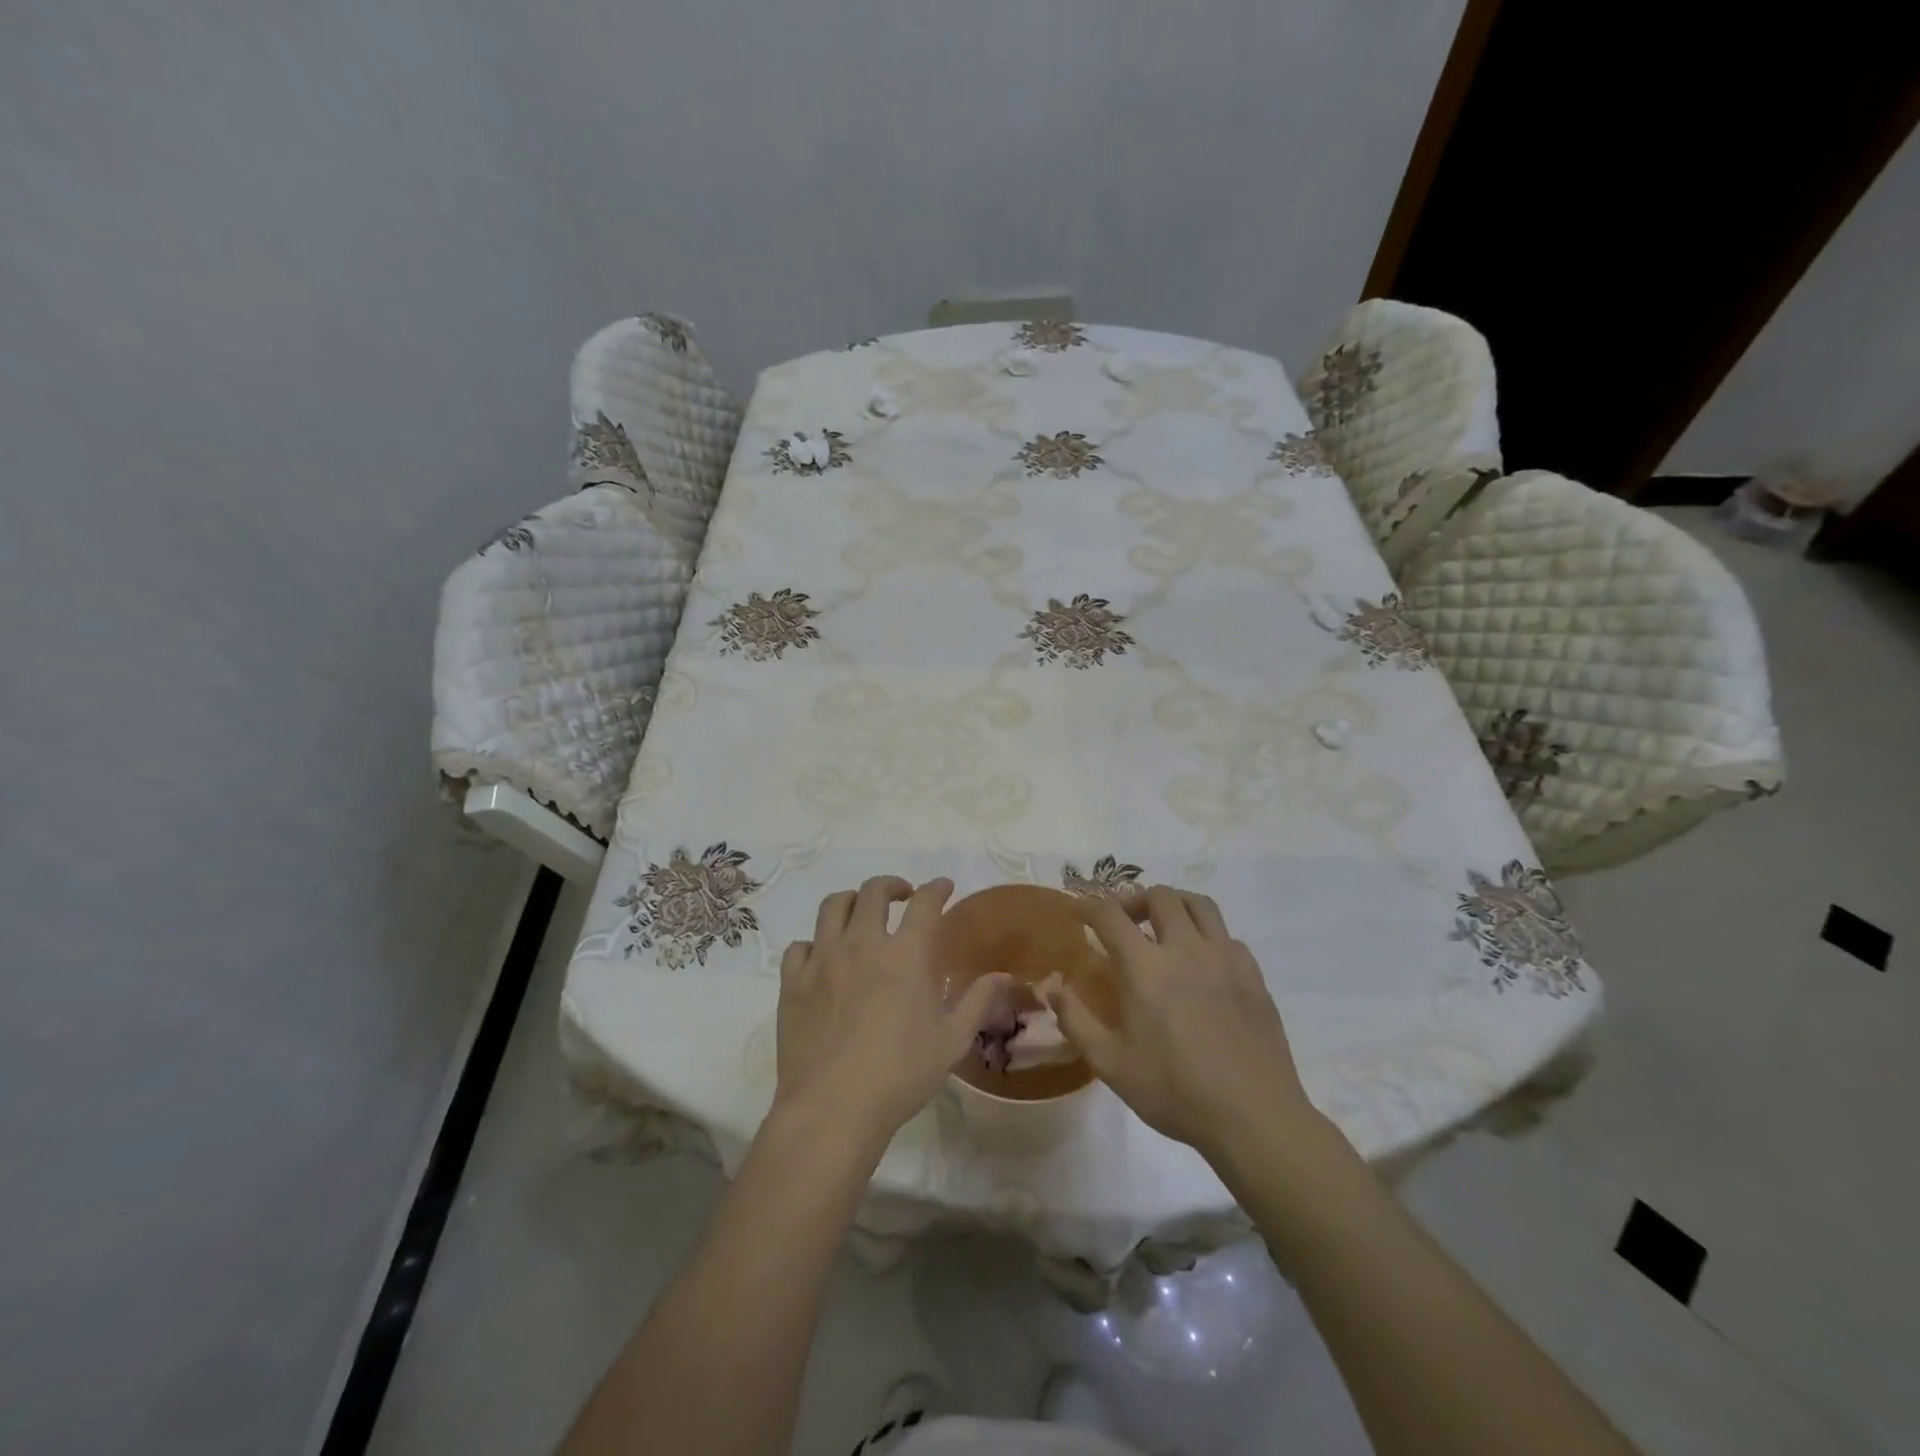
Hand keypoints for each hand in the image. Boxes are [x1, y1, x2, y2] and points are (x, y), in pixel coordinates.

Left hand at [774, 876, 1009, 1147]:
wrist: (833, 1108)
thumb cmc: (901, 1074)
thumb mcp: (952, 1040)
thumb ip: (977, 1001)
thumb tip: (1003, 975)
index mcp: (906, 954)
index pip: (925, 902)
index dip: (937, 888)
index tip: (943, 887)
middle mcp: (863, 943)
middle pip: (874, 891)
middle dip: (892, 885)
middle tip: (902, 897)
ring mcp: (823, 959)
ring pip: (833, 906)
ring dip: (852, 901)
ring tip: (861, 914)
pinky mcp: (793, 981)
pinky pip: (800, 945)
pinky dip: (815, 943)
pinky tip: (823, 958)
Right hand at [1052, 886, 1314, 1159]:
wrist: (1254, 1117)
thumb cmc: (1175, 1092)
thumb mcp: (1111, 1064)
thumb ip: (1075, 1019)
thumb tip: (1050, 984)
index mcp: (1146, 967)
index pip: (1110, 915)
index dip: (1089, 906)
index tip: (1078, 911)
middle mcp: (1185, 949)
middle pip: (1159, 896)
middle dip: (1133, 900)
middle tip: (1123, 922)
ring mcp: (1224, 957)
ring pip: (1198, 904)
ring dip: (1174, 905)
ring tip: (1163, 926)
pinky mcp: (1252, 973)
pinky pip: (1225, 934)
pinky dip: (1206, 935)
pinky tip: (1201, 962)